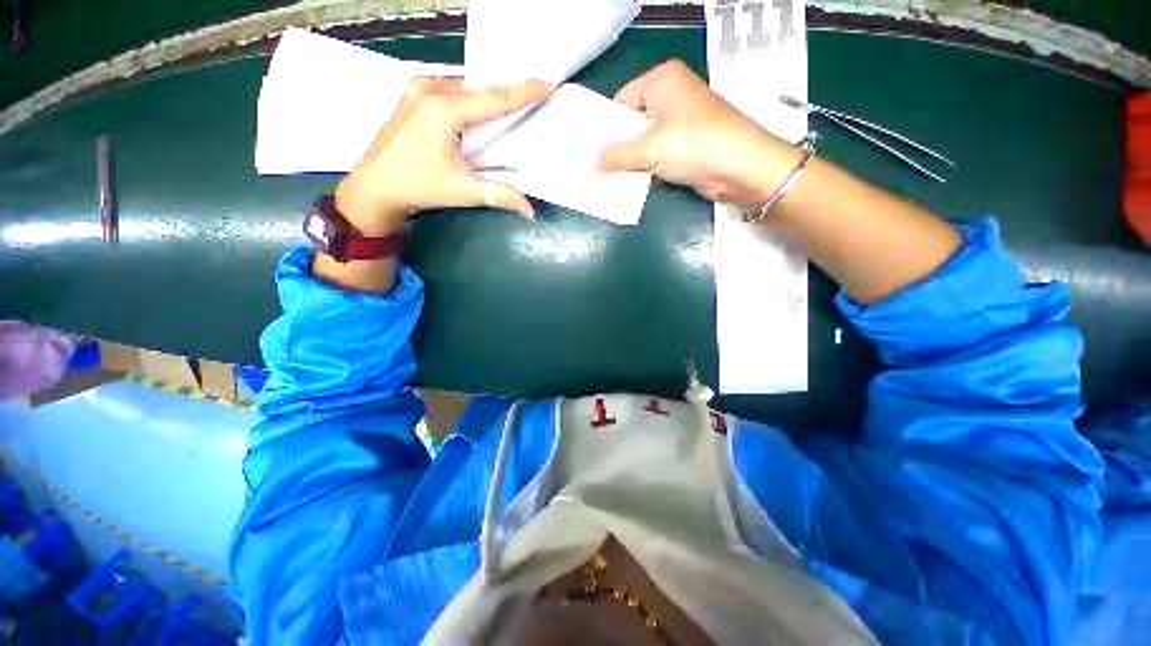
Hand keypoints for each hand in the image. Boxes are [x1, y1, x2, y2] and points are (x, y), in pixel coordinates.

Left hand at [334, 78, 553, 235]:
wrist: (374, 187)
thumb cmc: (418, 187)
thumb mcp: (463, 192)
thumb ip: (500, 196)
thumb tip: (530, 211)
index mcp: (444, 108)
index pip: (495, 97)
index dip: (525, 91)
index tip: (549, 82)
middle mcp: (431, 88)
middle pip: (481, 87)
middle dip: (509, 91)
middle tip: (536, 94)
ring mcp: (419, 88)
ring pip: (467, 86)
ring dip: (490, 95)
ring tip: (514, 104)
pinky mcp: (414, 95)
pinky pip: (453, 89)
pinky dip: (473, 98)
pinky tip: (483, 109)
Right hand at [597, 60, 801, 211]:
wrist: (739, 168)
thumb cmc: (692, 144)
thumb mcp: (649, 148)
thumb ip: (617, 155)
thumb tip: (593, 163)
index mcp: (662, 80)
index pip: (622, 101)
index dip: (606, 126)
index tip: (592, 150)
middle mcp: (671, 97)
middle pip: (633, 123)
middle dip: (618, 148)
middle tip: (597, 168)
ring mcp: (680, 123)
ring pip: (645, 143)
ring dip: (631, 163)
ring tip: (609, 179)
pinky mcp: (686, 147)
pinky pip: (657, 156)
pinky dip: (646, 170)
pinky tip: (631, 185)